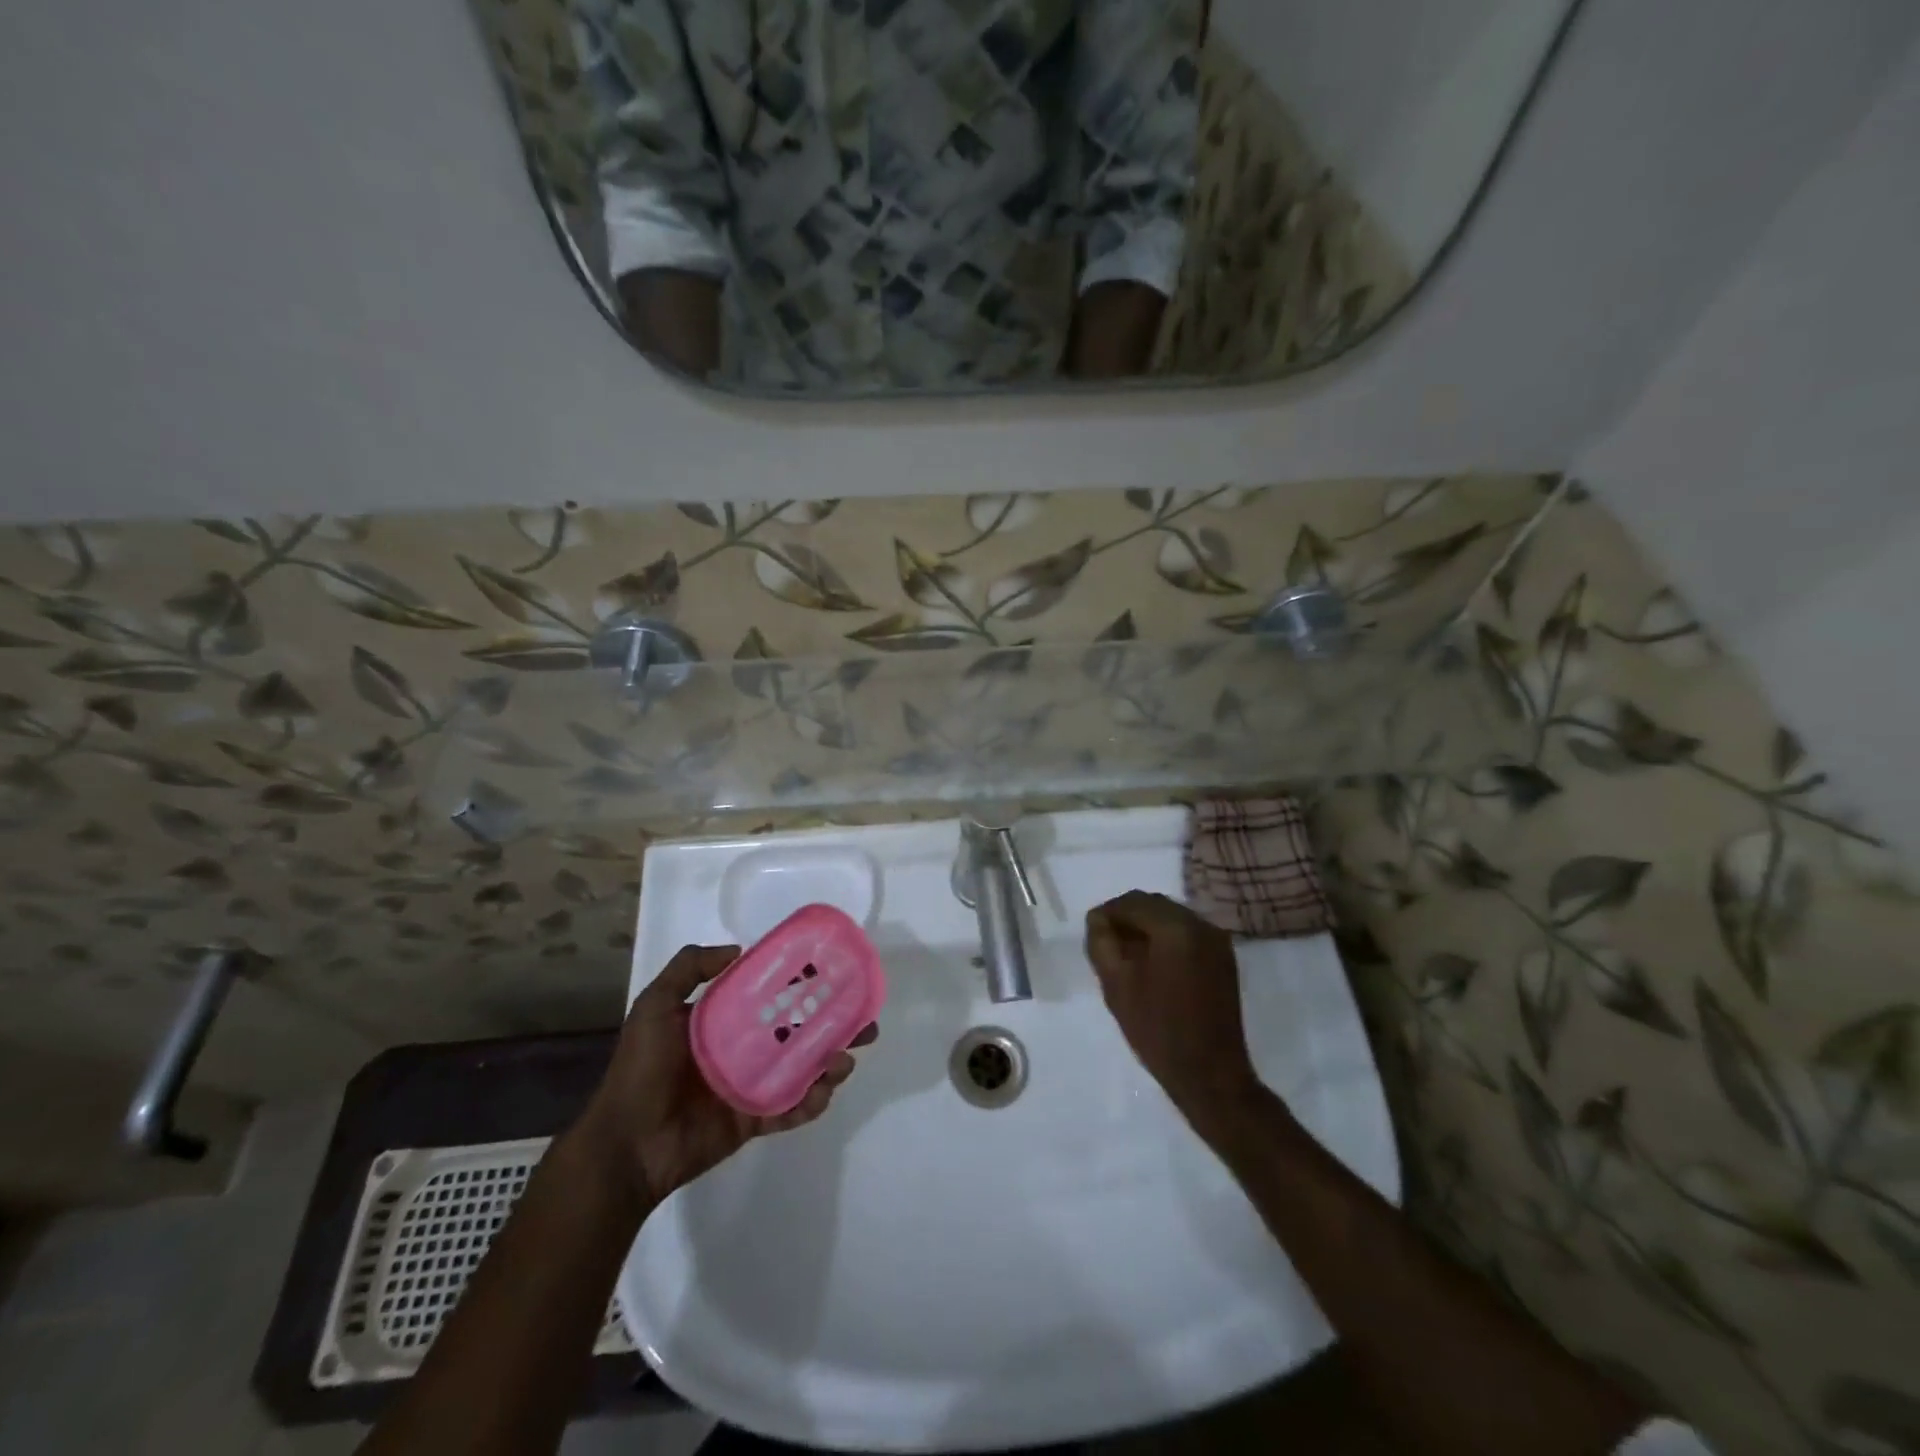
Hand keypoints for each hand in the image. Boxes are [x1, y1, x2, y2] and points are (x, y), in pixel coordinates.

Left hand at [580, 944, 875, 1207]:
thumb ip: (688, 969)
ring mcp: (750, 1086)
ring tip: (847, 1058)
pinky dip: (811, 1102)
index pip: (770, 995)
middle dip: (832, 1025)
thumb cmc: (641, 1070)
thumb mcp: (654, 1006)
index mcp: (722, 1021)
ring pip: (802, 1069)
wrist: (626, 1145)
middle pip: (797, 1031)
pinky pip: (790, 1109)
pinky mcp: (753, 1121)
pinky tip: (824, 1091)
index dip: (800, 984)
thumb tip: (739, 949)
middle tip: (863, 1020)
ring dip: (830, 1063)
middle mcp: (742, 1049)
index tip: (832, 974)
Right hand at [1084, 891, 1258, 1120]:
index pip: (1131, 902)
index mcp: (1174, 927)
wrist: (1210, 1073)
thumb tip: (1098, 919)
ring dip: (1147, 928)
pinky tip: (1154, 965)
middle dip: (1128, 918)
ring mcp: (1216, 940)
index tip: (1093, 934)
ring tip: (1129, 956)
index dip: (1107, 914)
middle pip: (1154, 904)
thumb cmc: (1157, 1029)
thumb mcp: (1116, 984)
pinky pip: (1188, 933)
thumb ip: (1101, 942)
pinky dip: (1167, 939)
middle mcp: (1200, 924)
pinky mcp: (1224, 958)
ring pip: (1171, 917)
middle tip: (1108, 945)